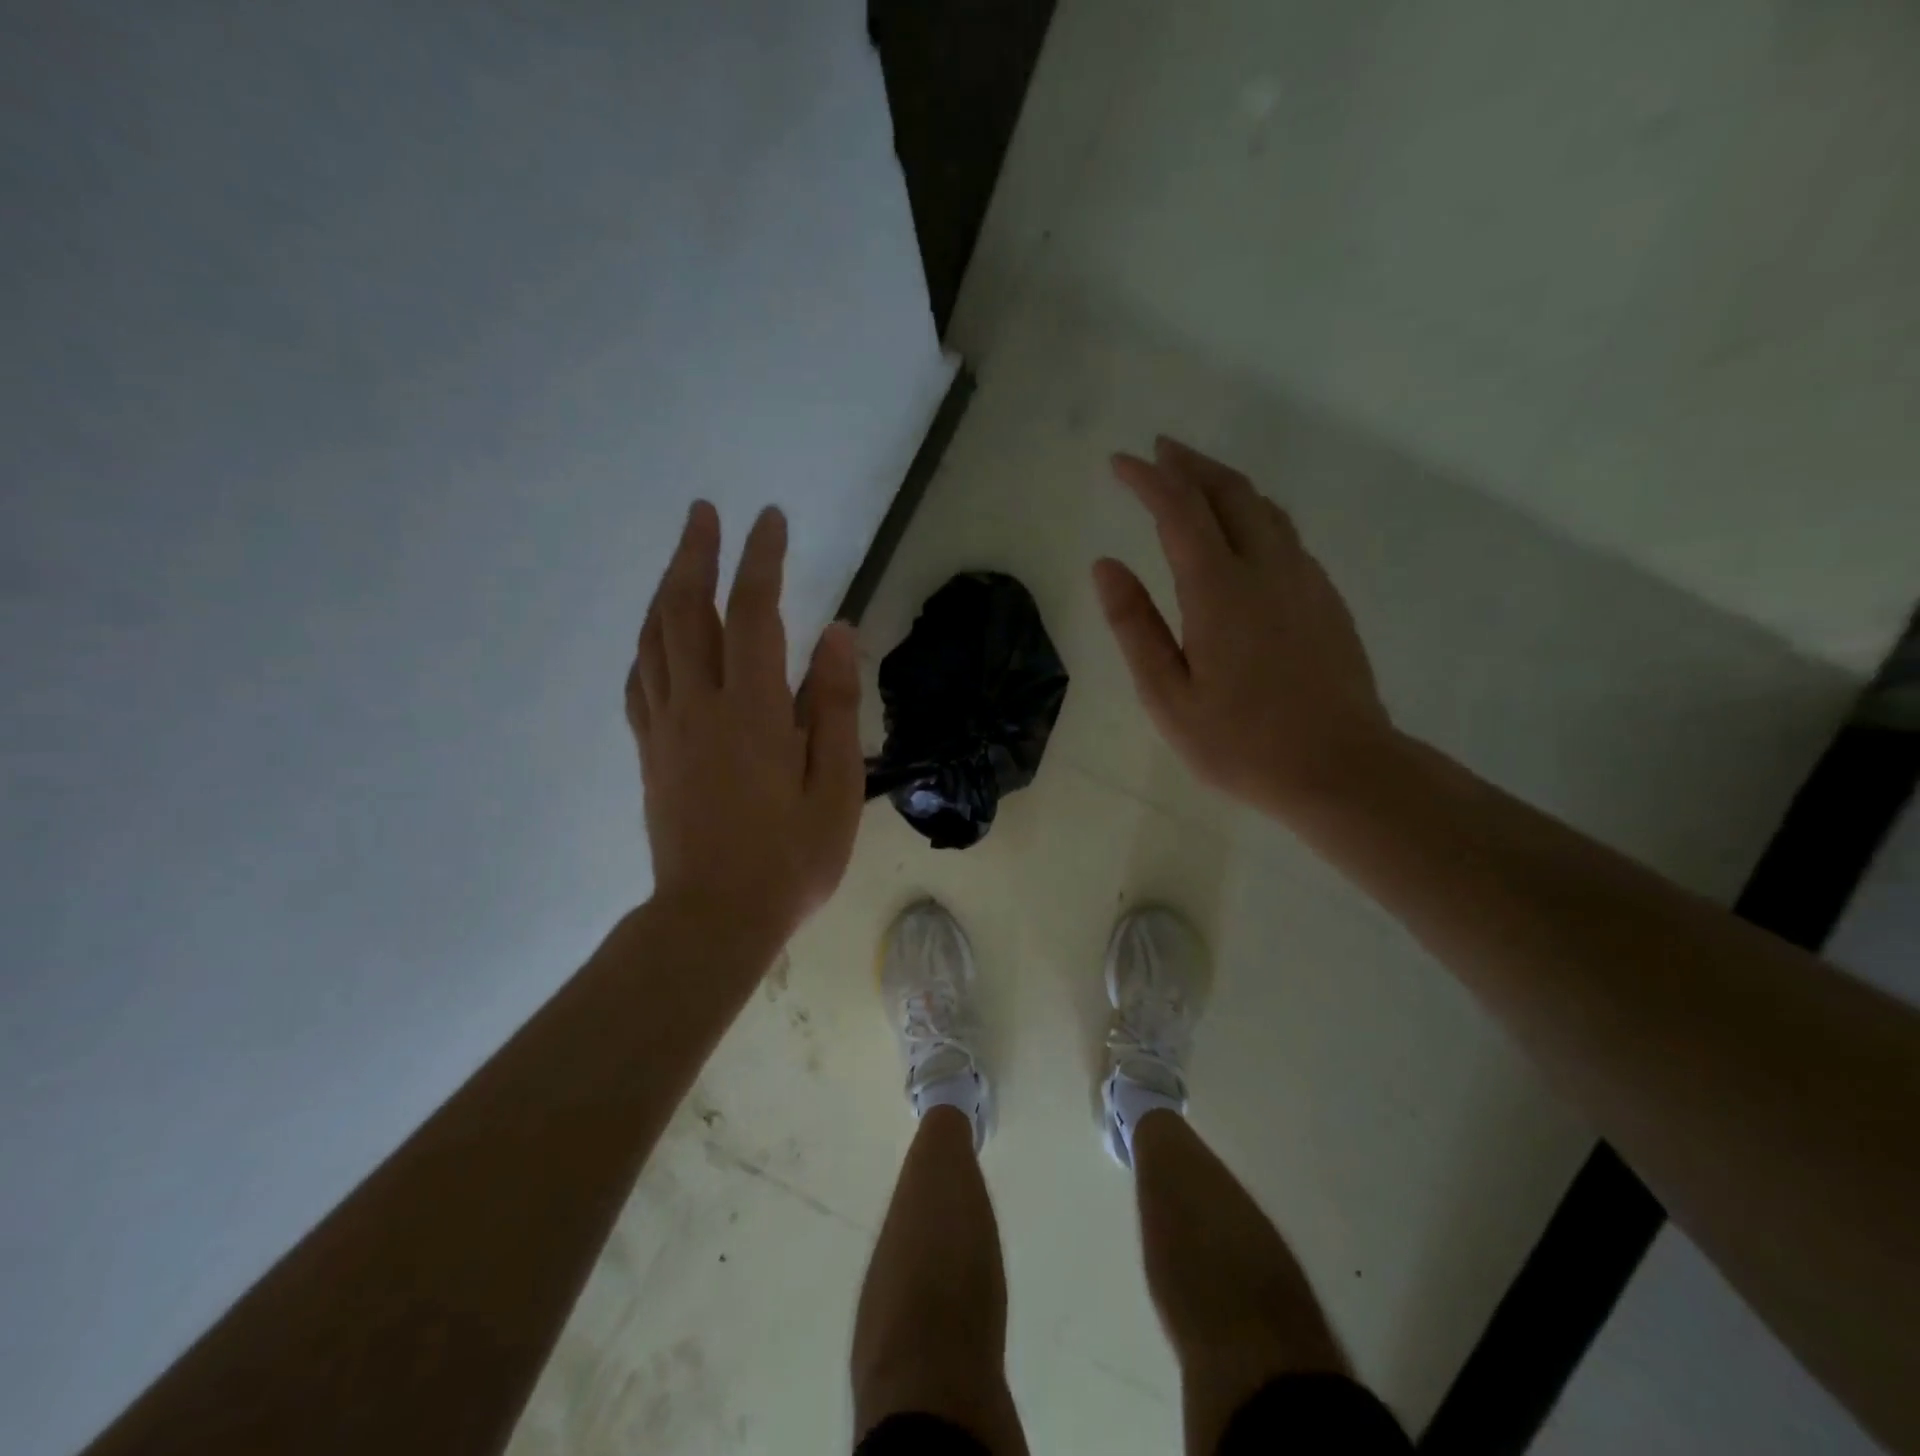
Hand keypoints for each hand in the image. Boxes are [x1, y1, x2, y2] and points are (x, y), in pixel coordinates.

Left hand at [626, 501, 863, 949]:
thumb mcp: (837, 786)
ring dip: (665, 588)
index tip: (769, 519)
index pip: (755, 613)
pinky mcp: (651, 753)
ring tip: (680, 558)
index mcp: (753, 711)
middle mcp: (700, 705)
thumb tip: (838, 633)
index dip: (761, 559)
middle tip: (704, 512)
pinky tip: (656, 636)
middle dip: (695, 554)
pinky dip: (647, 643)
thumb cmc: (790, 858)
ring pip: (654, 639)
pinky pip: (638, 681)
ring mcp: (666, 728)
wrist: (714, 918)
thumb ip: (836, 705)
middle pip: (687, 611)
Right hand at [1093, 437, 1395, 821]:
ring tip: (1194, 478)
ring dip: (1224, 483)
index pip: (1178, 510)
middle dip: (1189, 464)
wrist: (1341, 768)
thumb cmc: (1241, 743)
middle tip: (1158, 451)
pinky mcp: (1325, 598)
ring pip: (1264, 507)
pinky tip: (1241, 530)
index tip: (1119, 462)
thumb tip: (1105, 565)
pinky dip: (1253, 512)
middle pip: (1229, 492)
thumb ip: (1134, 626)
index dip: (1147, 479)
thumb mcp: (1167, 696)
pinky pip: (1285, 533)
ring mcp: (1304, 580)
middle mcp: (1267, 568)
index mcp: (1220, 590)